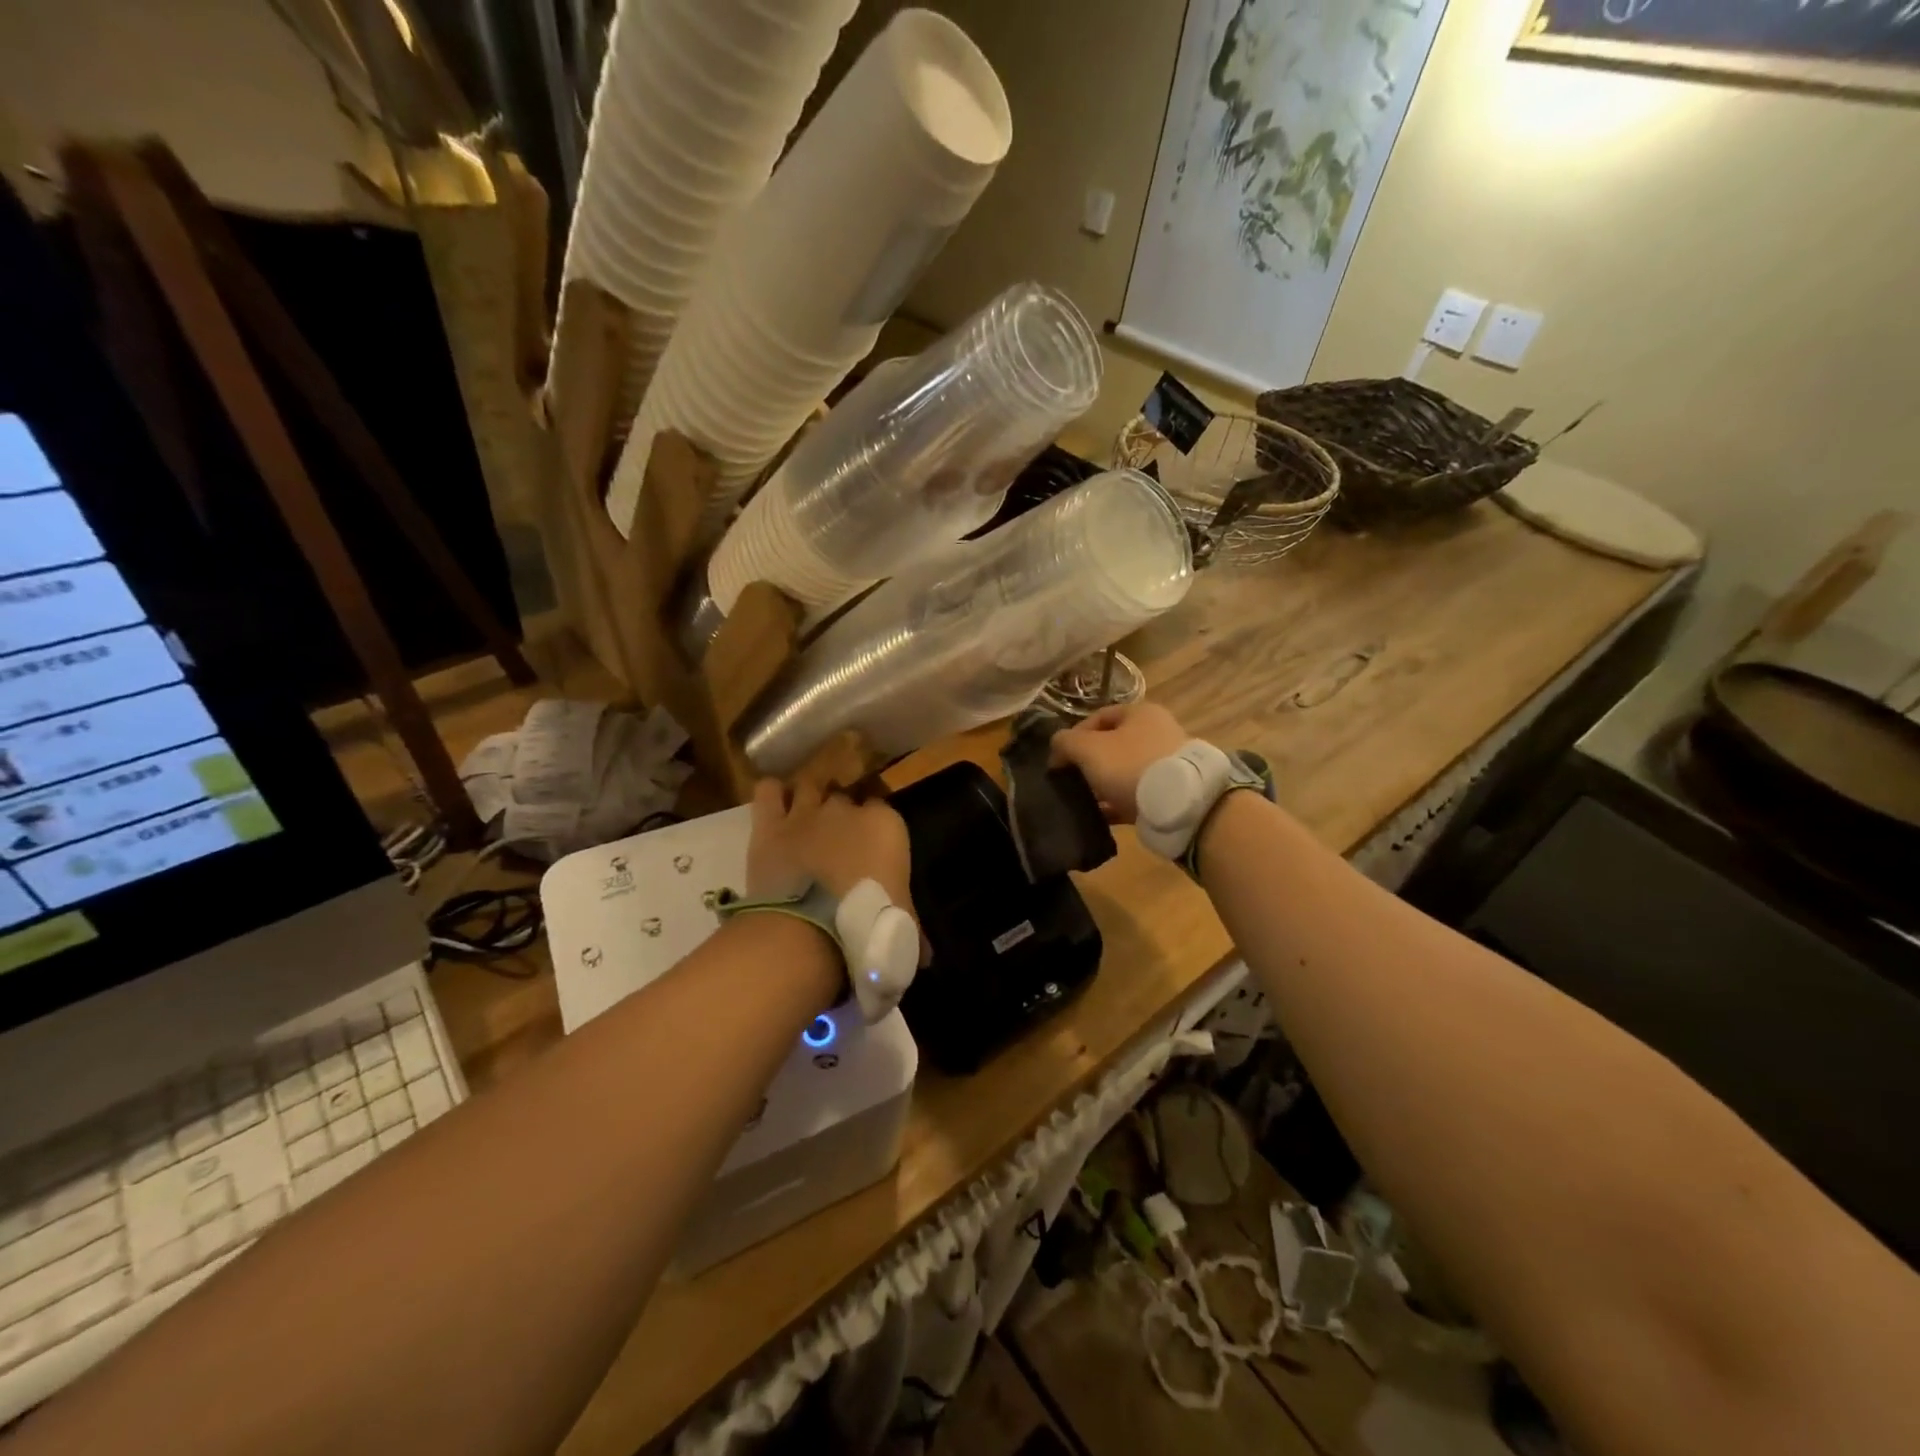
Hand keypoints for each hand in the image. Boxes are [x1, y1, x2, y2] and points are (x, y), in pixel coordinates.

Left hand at [747, 779, 914, 919]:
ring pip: (809, 786)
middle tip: (837, 843)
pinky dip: (772, 795)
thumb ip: (912, 928)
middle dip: (841, 815)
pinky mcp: (769, 826)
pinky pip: (768, 791)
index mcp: (886, 825)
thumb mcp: (904, 930)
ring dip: (808, 798)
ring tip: (806, 819)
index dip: (875, 827)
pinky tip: (775, 808)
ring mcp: (806, 813)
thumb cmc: (868, 928)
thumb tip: (925, 952)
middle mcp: (846, 808)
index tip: (871, 849)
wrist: (808, 933)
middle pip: (845, 797)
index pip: (884, 808)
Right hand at [1048, 700, 1188, 823]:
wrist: (1179, 804)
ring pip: (1123, 772)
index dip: (1074, 735)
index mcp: (1140, 712)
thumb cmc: (1130, 764)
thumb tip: (1057, 748)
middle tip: (1070, 780)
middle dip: (1088, 763)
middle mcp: (1157, 732)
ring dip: (1102, 785)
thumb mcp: (1087, 748)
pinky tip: (1100, 816)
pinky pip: (1135, 795)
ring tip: (1082, 800)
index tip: (1059, 758)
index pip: (1098, 717)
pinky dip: (1117, 804)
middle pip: (1111, 746)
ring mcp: (1166, 763)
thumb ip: (1065, 742)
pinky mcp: (1170, 792)